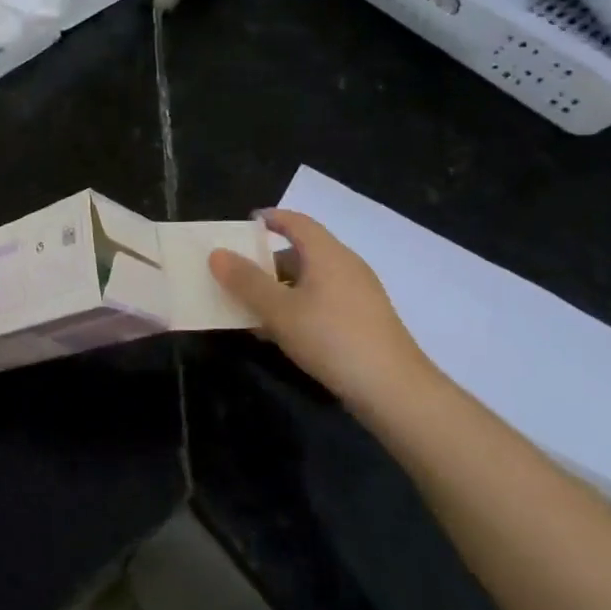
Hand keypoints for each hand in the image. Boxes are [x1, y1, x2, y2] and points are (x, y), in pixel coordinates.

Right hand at [208, 209, 434, 404]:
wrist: (393, 390)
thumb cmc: (332, 338)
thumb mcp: (279, 310)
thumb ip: (246, 281)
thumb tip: (217, 253)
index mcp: (328, 254)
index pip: (297, 222)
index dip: (271, 218)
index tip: (245, 224)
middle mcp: (346, 267)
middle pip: (302, 252)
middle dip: (267, 260)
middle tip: (237, 273)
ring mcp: (358, 295)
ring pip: (310, 280)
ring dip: (279, 288)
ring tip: (251, 306)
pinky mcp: (363, 321)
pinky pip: (322, 301)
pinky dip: (297, 306)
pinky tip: (280, 332)